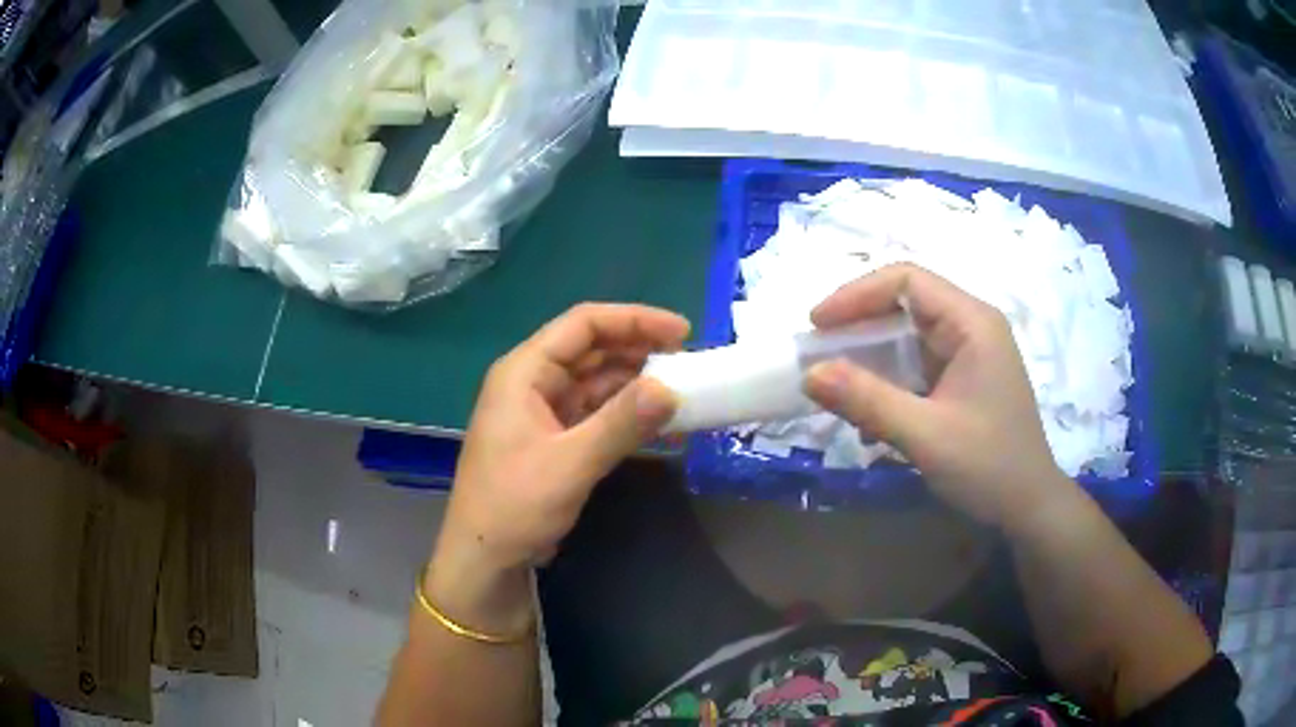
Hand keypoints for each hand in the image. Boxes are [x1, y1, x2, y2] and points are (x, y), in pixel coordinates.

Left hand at [434, 303, 686, 576]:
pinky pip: (596, 414)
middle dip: (639, 350)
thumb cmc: (514, 505)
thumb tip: (671, 388)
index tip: (681, 331)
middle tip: (689, 361)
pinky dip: (626, 415)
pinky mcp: (555, 440)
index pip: (582, 325)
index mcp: (524, 372)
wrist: (485, 559)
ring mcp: (543, 412)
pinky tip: (660, 423)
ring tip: (683, 390)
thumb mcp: (570, 464)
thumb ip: (621, 423)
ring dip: (637, 384)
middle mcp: (533, 383)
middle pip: (591, 350)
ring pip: (597, 383)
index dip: (633, 320)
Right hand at [803, 263, 1068, 528]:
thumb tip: (809, 373)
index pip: (906, 281)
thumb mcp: (926, 435)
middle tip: (818, 354)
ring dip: (870, 358)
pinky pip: (916, 366)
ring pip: (908, 336)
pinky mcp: (962, 380)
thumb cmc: (988, 466)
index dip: (857, 294)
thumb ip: (868, 401)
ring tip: (837, 387)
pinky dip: (887, 381)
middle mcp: (971, 328)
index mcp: (972, 323)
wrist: (1029, 507)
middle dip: (858, 326)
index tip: (817, 324)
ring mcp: (968, 354)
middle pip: (905, 304)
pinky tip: (870, 416)